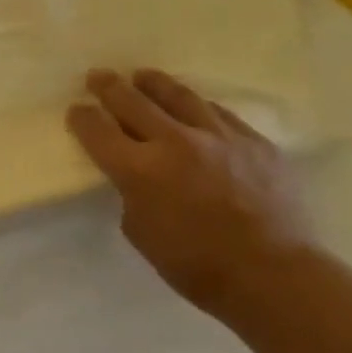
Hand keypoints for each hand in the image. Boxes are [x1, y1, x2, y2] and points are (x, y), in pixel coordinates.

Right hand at [66, 69, 316, 315]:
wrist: (275, 275)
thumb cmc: (196, 265)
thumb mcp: (140, 231)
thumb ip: (132, 193)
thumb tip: (138, 175)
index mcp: (139, 170)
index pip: (97, 131)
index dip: (82, 118)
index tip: (76, 111)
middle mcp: (175, 142)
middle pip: (132, 102)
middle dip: (109, 87)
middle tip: (98, 76)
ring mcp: (219, 137)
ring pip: (179, 96)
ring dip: (154, 84)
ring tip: (143, 76)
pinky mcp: (255, 142)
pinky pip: (219, 113)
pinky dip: (198, 106)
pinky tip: (193, 106)